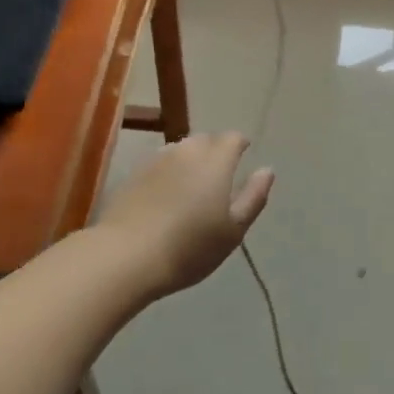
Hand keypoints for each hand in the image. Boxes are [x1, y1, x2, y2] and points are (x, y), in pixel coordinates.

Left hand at [96, 133, 274, 297]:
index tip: (243, 156)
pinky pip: (160, 164)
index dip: (240, 145)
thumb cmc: (189, 247)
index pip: (233, 138)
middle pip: (206, 140)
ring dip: (190, 161)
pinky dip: (168, 172)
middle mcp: (187, 150)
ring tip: (192, 186)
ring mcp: (157, 159)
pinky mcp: (134, 173)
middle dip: (215, 151)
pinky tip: (165, 196)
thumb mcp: (233, 230)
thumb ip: (253, 196)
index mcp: (216, 160)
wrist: (126, 256)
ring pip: (181, 150)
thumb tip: (267, 170)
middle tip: (219, 177)